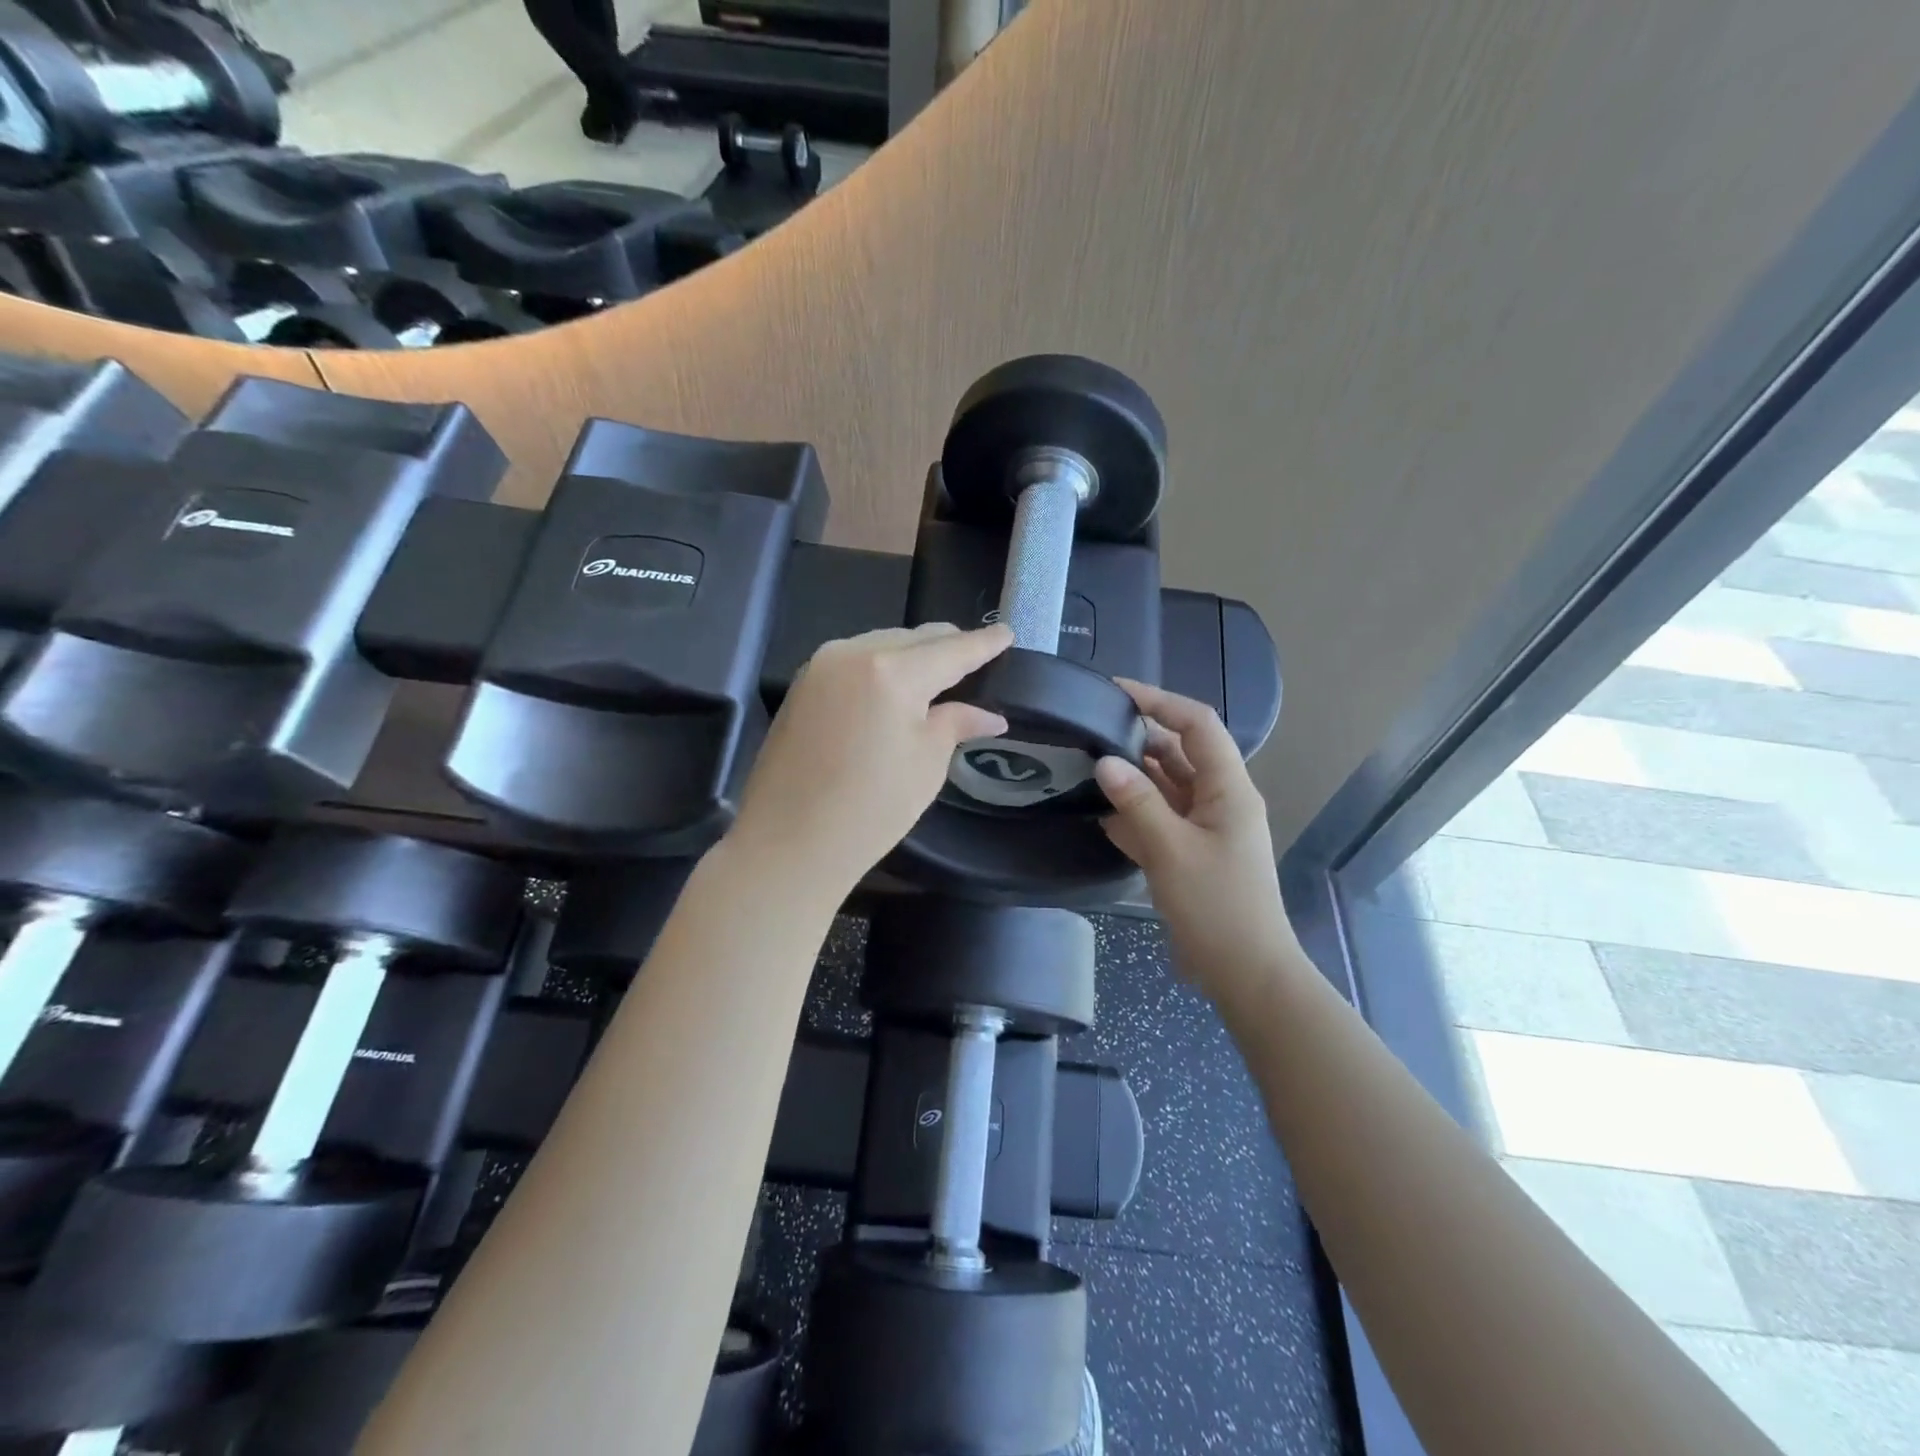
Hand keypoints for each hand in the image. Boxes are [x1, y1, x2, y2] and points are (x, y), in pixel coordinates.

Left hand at [728, 623, 1012, 898]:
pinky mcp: (803, 684)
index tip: (1007, 633)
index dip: (984, 643)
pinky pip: (856, 659)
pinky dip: (883, 665)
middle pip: (914, 637)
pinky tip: (896, 686)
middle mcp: (853, 653)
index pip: (952, 649)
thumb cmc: (870, 810)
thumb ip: (956, 724)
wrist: (786, 844)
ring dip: (913, 653)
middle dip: (948, 645)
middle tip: (978, 657)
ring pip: (882, 643)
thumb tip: (989, 715)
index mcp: (892, 672)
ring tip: (939, 673)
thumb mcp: (926, 765)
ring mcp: (821, 665)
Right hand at [1094, 680, 1298, 1009]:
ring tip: (1088, 764)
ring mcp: (1206, 828)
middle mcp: (1220, 800)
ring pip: (1167, 787)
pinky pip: (1161, 820)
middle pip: (1180, 752)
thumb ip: (1138, 802)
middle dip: (1139, 738)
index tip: (1116, 692)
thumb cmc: (1216, 906)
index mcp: (1229, 789)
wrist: (1245, 972)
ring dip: (1134, 776)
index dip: (1159, 702)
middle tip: (1092, 729)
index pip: (1197, 724)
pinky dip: (1135, 814)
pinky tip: (1100, 815)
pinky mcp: (1191, 853)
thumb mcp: (1172, 850)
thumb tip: (1106, 761)